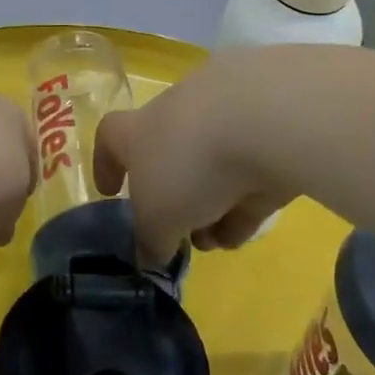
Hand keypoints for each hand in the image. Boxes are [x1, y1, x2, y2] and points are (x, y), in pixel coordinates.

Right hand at [95, 59, 289, 264]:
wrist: (264, 121)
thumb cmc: (188, 164)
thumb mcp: (157, 217)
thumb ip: (151, 239)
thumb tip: (150, 256)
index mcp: (139, 129)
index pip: (110, 137)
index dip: (105, 164)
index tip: (109, 192)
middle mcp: (177, 117)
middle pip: (167, 159)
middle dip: (171, 201)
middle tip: (175, 234)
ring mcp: (225, 122)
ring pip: (210, 170)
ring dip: (208, 209)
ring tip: (213, 243)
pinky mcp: (268, 136)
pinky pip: (247, 176)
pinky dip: (241, 205)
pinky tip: (241, 235)